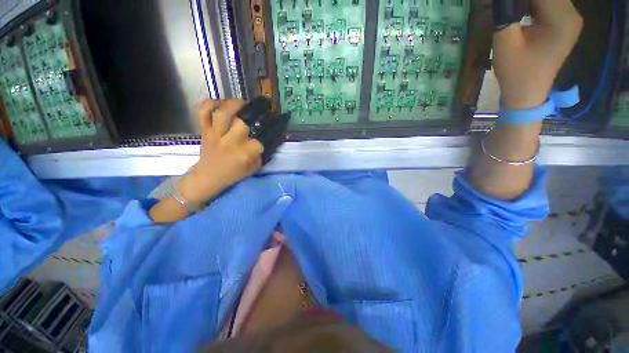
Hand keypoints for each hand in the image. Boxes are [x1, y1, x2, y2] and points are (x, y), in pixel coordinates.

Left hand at [179, 99, 264, 204]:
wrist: (209, 177)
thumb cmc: (234, 173)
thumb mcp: (254, 166)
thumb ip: (262, 153)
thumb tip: (271, 138)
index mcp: (245, 153)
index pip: (262, 138)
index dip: (273, 127)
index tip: (280, 119)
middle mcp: (231, 142)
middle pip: (242, 122)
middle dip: (253, 112)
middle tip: (259, 108)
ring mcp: (216, 134)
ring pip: (223, 114)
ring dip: (234, 104)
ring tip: (243, 103)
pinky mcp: (204, 130)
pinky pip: (203, 112)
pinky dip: (210, 103)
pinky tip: (220, 103)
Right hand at [493, 0, 582, 109]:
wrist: (527, 94)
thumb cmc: (516, 72)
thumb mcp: (505, 42)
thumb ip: (505, 13)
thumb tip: (504, 1)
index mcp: (562, 18)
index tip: (505, 4)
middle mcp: (572, 14)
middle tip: (508, 8)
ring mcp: (571, 20)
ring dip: (530, 2)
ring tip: (514, 10)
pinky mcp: (566, 25)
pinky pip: (551, 5)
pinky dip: (535, 5)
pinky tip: (523, 12)